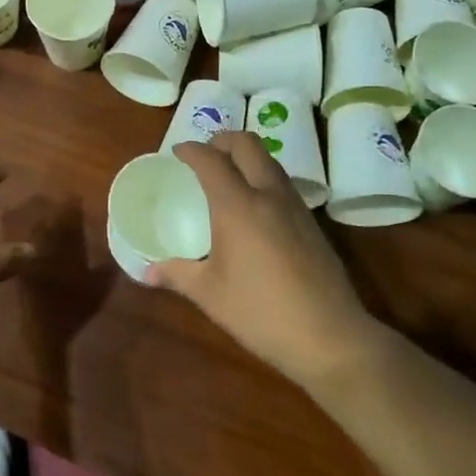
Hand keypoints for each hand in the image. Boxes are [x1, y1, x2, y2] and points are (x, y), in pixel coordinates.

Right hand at [148, 135, 382, 388]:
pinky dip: (263, 176)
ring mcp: (295, 206)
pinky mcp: (312, 222)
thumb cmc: (261, 312)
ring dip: (246, 156)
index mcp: (238, 205)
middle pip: (247, 144)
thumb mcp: (211, 295)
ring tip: (228, 175)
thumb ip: (177, 275)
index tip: (177, 152)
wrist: (330, 336)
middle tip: (204, 155)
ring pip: (269, 160)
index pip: (211, 160)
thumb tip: (146, 272)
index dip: (191, 150)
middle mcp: (268, 194)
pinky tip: (255, 205)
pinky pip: (282, 182)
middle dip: (222, 140)